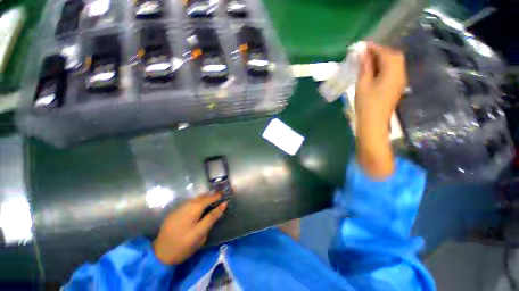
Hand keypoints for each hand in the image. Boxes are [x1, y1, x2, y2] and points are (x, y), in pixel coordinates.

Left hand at [153, 193, 226, 264]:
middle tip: (219, 194)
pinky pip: (189, 201)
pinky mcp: (174, 211)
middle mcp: (186, 209)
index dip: (218, 200)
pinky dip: (196, 200)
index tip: (225, 198)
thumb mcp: (200, 237)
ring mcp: (179, 209)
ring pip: (195, 198)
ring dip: (204, 196)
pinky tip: (199, 202)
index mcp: (193, 216)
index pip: (209, 205)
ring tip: (211, 196)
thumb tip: (221, 207)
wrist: (160, 254)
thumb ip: (211, 220)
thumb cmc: (183, 248)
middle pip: (201, 198)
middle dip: (211, 195)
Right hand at [355, 42, 406, 178]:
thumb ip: (364, 68)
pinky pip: (392, 72)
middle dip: (380, 52)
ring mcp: (400, 81)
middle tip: (365, 54)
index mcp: (392, 72)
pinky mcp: (396, 88)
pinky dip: (384, 67)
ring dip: (382, 60)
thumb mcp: (362, 85)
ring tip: (367, 62)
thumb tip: (363, 54)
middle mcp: (400, 74)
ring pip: (394, 64)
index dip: (375, 48)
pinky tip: (373, 72)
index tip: (363, 46)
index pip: (386, 53)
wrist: (373, 124)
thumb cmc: (366, 105)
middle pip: (394, 56)